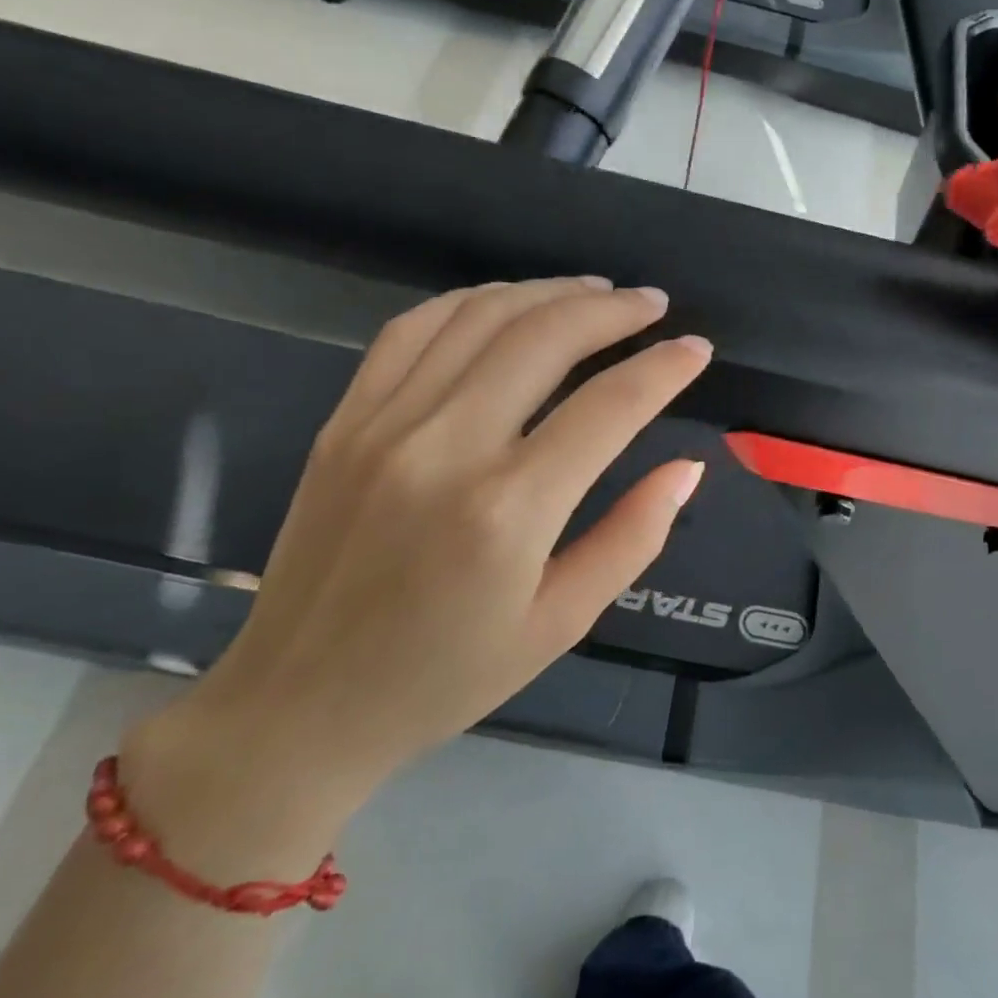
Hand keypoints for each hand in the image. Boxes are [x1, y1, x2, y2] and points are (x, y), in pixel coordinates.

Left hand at [121, 279, 712, 868]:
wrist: (301, 705)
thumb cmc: (446, 677)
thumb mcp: (561, 624)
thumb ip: (632, 537)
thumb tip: (686, 468)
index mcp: (509, 510)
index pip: (609, 406)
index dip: (663, 368)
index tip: (697, 349)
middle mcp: (446, 447)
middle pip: (545, 337)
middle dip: (612, 309)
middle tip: (653, 304)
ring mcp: (385, 424)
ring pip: (480, 316)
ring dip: (548, 292)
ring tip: (594, 292)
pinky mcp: (346, 420)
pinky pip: (412, 330)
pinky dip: (471, 302)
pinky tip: (507, 306)